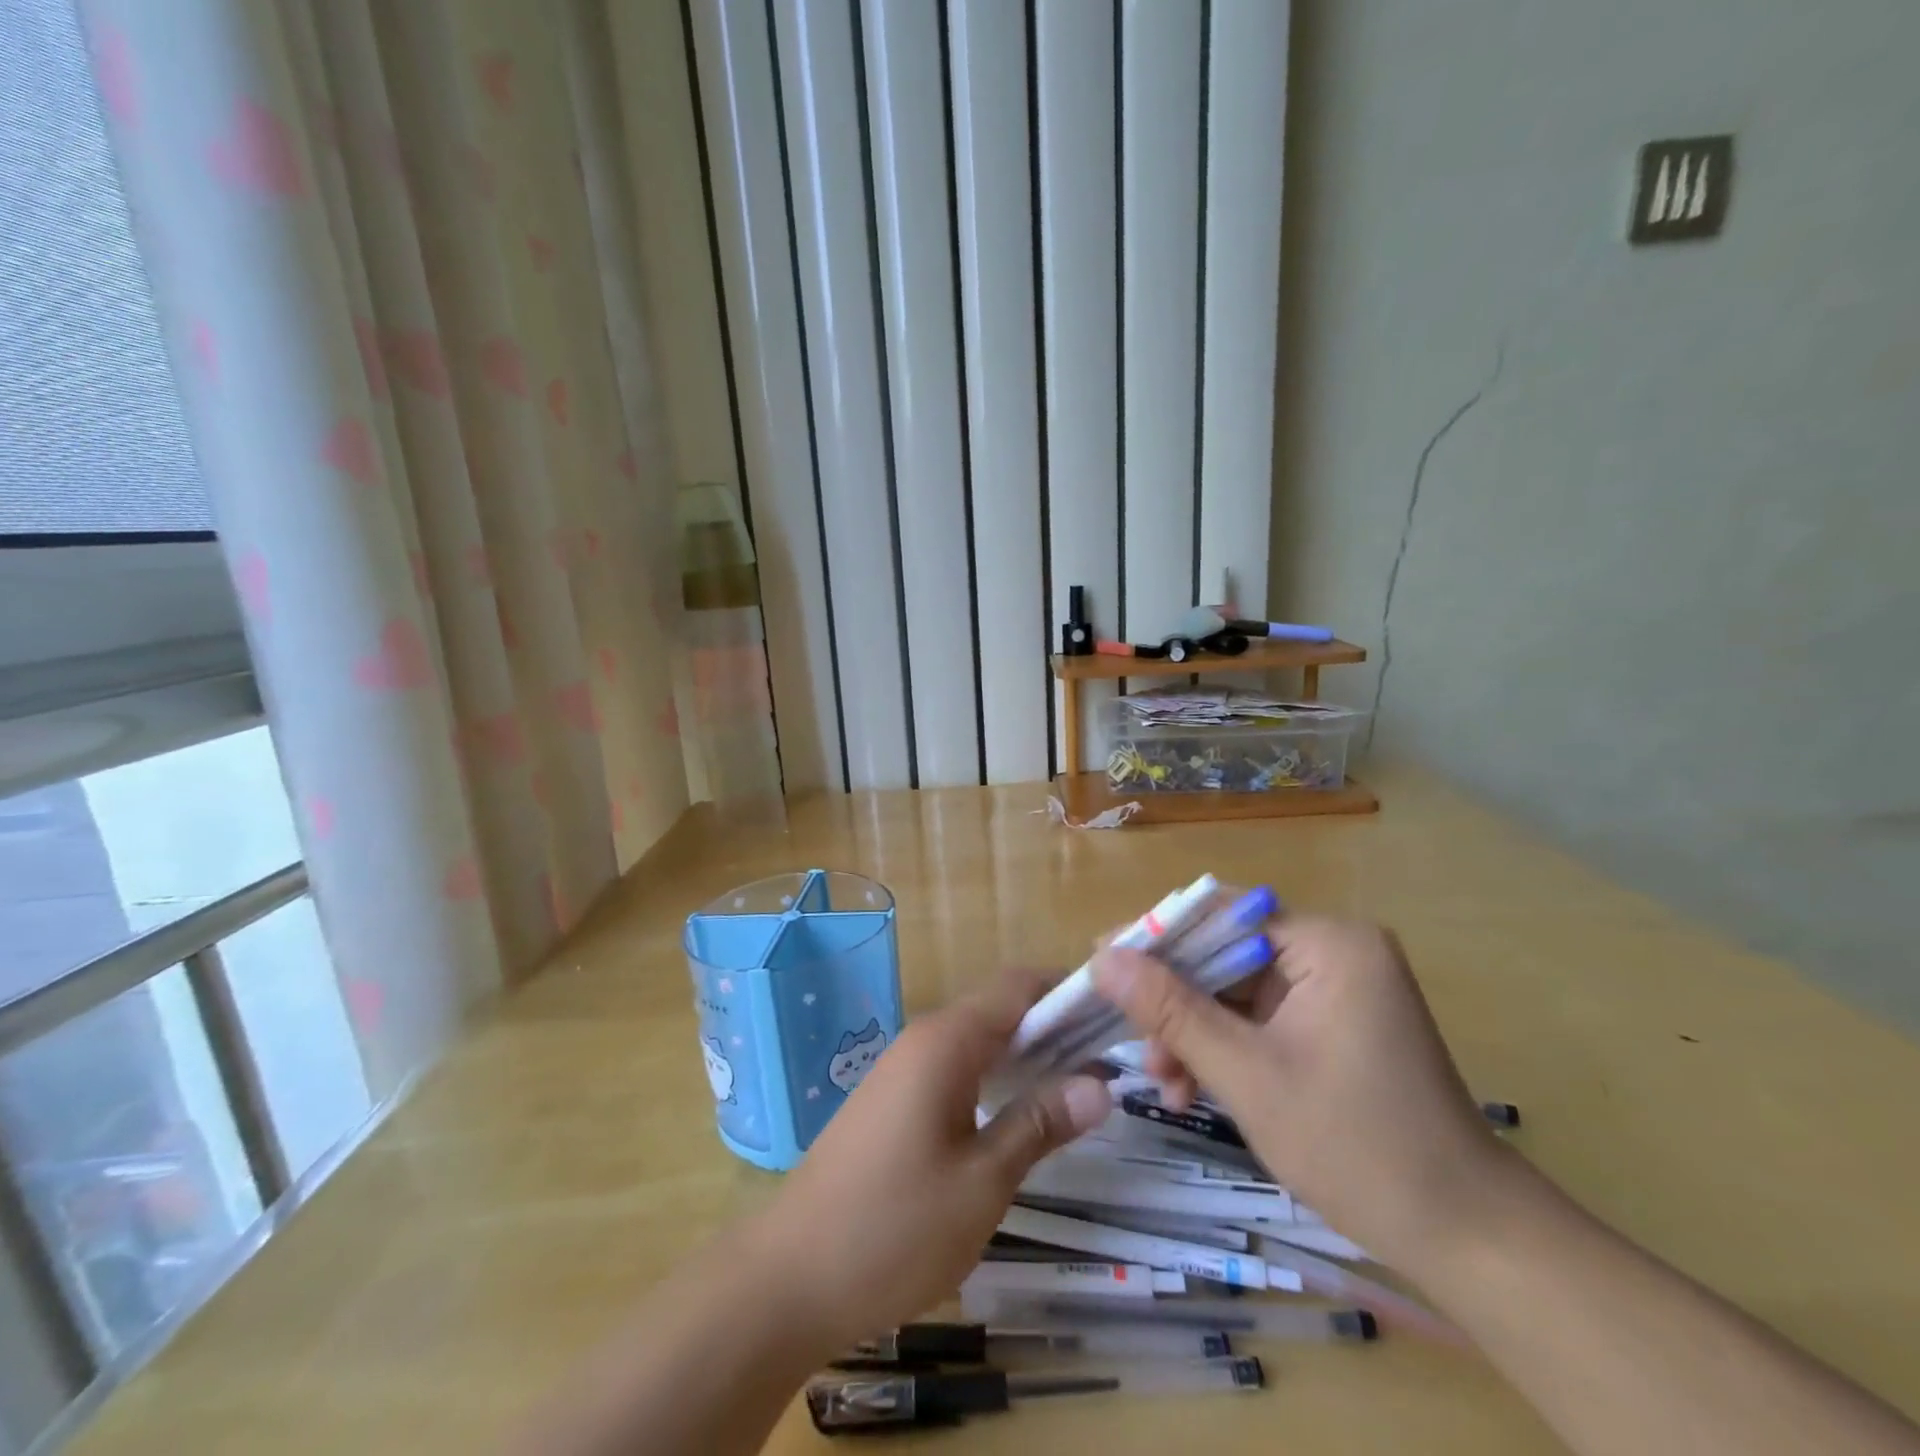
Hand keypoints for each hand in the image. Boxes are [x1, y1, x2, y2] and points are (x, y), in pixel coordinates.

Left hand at [744, 970, 1111, 1350]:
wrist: (787, 1278)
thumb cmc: (893, 1228)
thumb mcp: (982, 1182)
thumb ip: (1040, 1123)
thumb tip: (1101, 1083)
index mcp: (946, 1041)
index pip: (1019, 986)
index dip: (1069, 989)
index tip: (1117, 1011)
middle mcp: (924, 1039)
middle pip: (1000, 1009)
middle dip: (1056, 1026)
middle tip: (1112, 1059)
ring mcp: (902, 1069)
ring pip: (978, 1040)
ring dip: (1027, 1054)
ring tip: (1080, 1087)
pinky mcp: (892, 1100)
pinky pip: (955, 1067)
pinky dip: (995, 1077)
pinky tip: (1019, 1114)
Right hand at [1093, 916, 1503, 1267]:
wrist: (1467, 1240)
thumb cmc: (1358, 1148)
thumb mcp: (1248, 1076)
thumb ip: (1171, 1010)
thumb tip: (1102, 958)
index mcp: (1328, 943)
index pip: (1220, 915)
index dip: (1157, 936)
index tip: (1100, 963)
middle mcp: (1334, 951)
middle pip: (1225, 955)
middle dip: (1175, 1001)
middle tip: (1132, 1041)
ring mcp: (1336, 989)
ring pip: (1236, 992)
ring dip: (1194, 1032)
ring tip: (1165, 1083)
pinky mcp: (1334, 1024)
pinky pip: (1260, 1019)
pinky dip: (1225, 1048)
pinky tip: (1195, 1090)